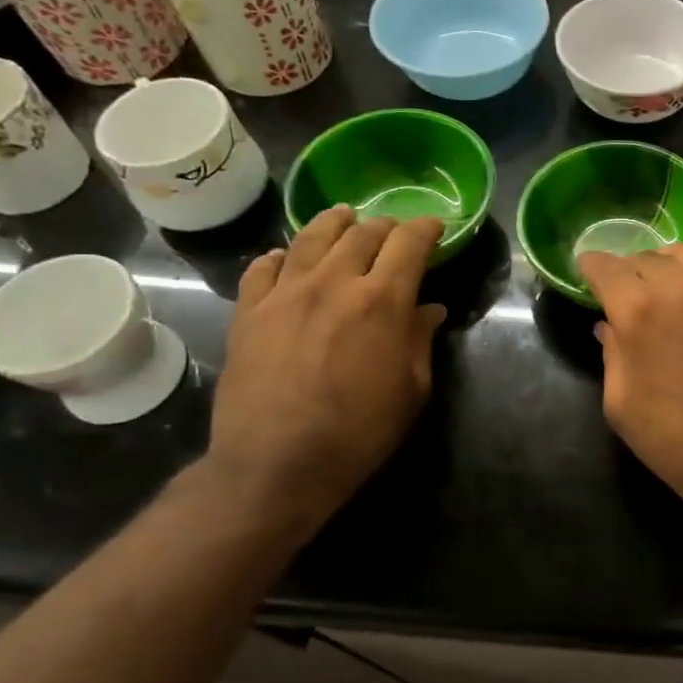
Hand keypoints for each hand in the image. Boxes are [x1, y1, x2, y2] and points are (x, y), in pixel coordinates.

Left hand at [208, 206, 446, 524]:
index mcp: (382, 300)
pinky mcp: (248, 312)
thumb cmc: (359, 431)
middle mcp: (334, 283)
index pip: (408, 243)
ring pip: (311, 238)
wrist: (276, 464)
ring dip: (334, 223)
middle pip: (362, 234)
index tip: (434, 227)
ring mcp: (285, 294)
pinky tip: (287, 259)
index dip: (425, 228)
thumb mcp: (411, 389)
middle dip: (384, 226)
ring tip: (343, 217)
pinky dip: (281, 256)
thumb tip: (429, 309)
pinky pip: (263, 268)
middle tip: (393, 232)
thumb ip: (420, 340)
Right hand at [580, 245, 682, 518]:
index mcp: (639, 310)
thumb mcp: (621, 404)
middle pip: (645, 257)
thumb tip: (609, 325)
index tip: (586, 270)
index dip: (591, 266)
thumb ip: (612, 354)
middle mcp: (681, 286)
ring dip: (667, 267)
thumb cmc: (676, 440)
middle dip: (629, 270)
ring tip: (664, 288)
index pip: (606, 267)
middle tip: (625, 291)